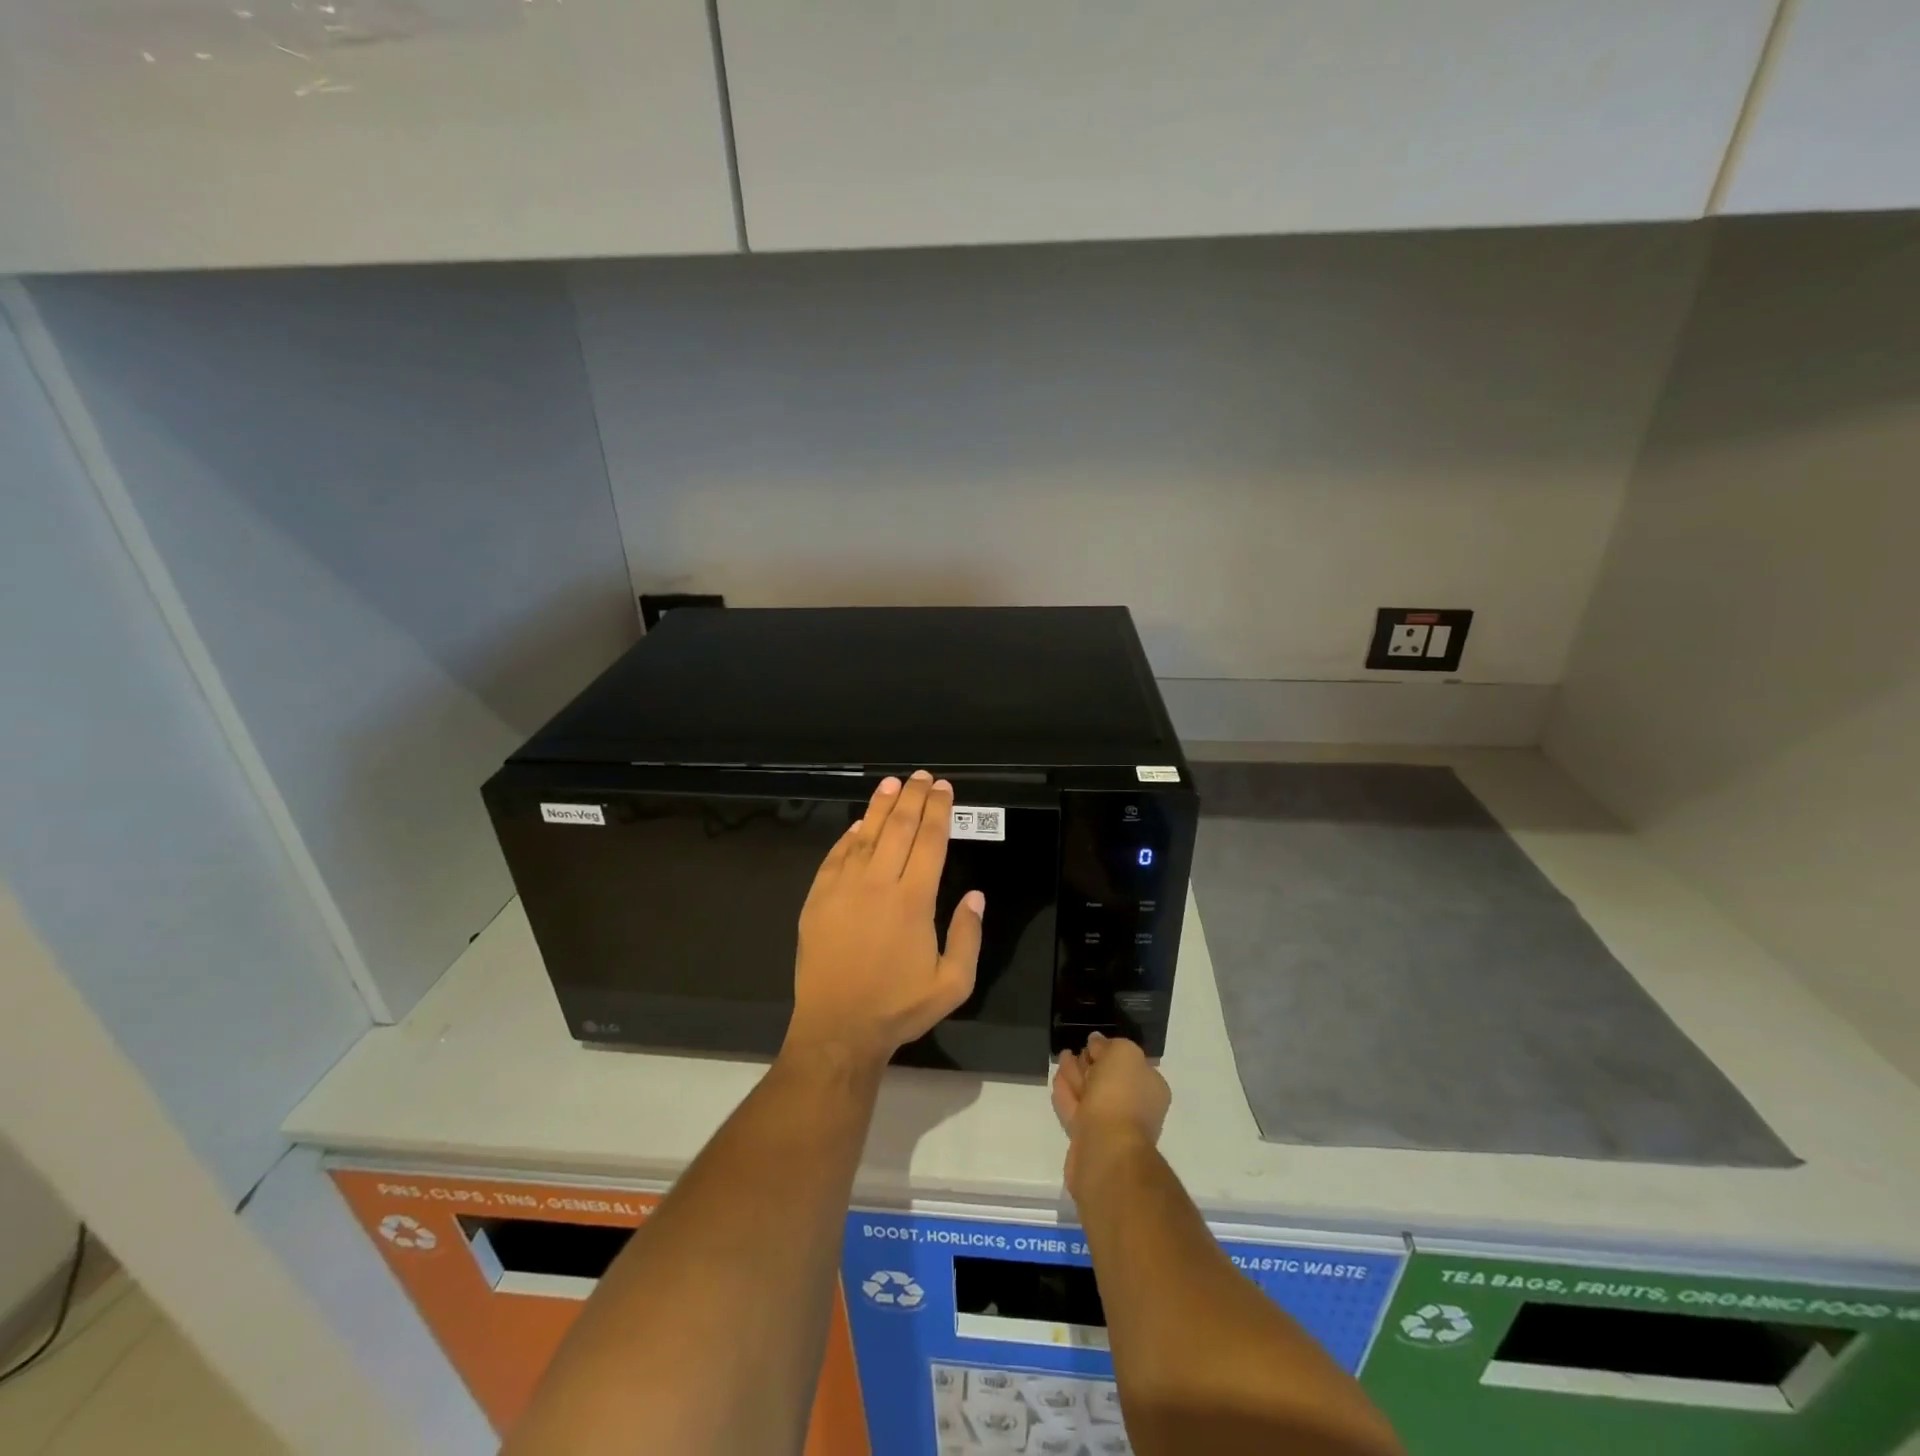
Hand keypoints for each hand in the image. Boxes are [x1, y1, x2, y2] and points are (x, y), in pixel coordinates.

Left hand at [785, 771, 983, 1071]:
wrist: (837, 1029)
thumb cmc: (898, 1007)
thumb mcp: (952, 984)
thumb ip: (968, 937)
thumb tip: (975, 895)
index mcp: (914, 900)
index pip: (930, 840)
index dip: (939, 810)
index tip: (944, 788)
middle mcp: (879, 884)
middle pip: (899, 827)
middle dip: (914, 797)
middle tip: (923, 776)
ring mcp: (843, 888)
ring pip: (866, 834)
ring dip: (881, 806)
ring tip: (893, 783)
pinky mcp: (818, 898)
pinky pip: (836, 856)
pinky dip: (850, 835)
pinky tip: (858, 823)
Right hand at [1051, 1033, 1170, 1198]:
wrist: (1106, 1147)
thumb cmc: (1120, 1095)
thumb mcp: (1123, 1053)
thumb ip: (1109, 1045)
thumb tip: (1096, 1043)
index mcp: (1150, 1087)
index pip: (1130, 1062)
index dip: (1109, 1050)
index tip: (1091, 1043)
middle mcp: (1135, 1106)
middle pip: (1108, 1078)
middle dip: (1090, 1063)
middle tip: (1073, 1050)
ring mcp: (1111, 1125)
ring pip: (1091, 1094)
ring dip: (1076, 1075)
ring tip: (1062, 1057)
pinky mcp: (1089, 1138)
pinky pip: (1076, 1109)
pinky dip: (1067, 1094)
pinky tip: (1057, 1080)